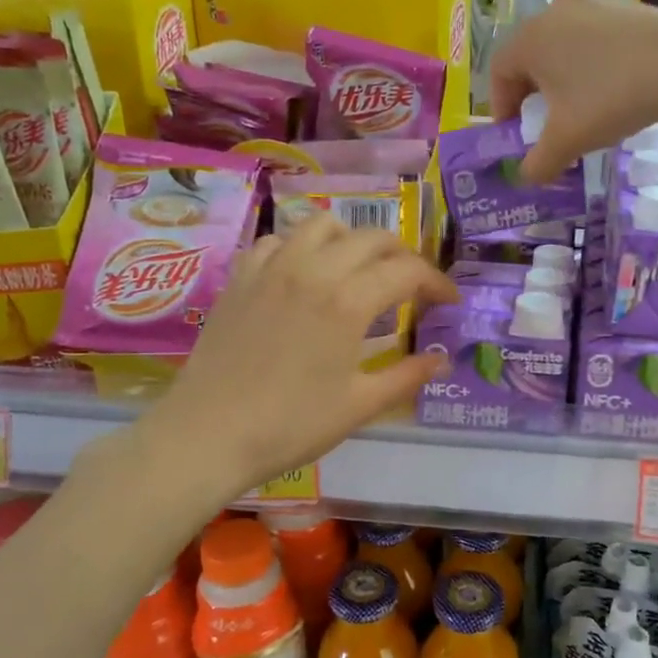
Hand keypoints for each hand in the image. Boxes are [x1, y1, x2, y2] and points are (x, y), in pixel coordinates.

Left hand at [135, 219, 458, 499]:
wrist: (208, 434)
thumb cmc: (290, 425)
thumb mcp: (358, 406)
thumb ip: (406, 376)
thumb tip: (442, 359)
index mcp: (348, 301)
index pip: (408, 271)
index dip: (437, 283)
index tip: (449, 303)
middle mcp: (313, 269)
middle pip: (372, 237)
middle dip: (403, 256)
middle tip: (412, 287)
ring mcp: (272, 267)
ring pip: (323, 224)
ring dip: (352, 239)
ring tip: (358, 270)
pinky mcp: (241, 276)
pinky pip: (277, 240)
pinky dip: (301, 247)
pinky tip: (303, 275)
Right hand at [489, 0, 657, 182]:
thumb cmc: (613, 97)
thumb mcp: (568, 141)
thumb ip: (538, 164)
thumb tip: (527, 176)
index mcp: (530, 39)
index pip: (498, 73)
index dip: (501, 109)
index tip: (516, 137)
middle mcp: (553, 13)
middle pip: (528, 60)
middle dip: (531, 99)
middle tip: (544, 129)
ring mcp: (591, 7)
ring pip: (561, 52)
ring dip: (561, 86)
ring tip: (579, 115)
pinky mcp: (622, 9)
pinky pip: (590, 44)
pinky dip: (589, 71)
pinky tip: (611, 94)